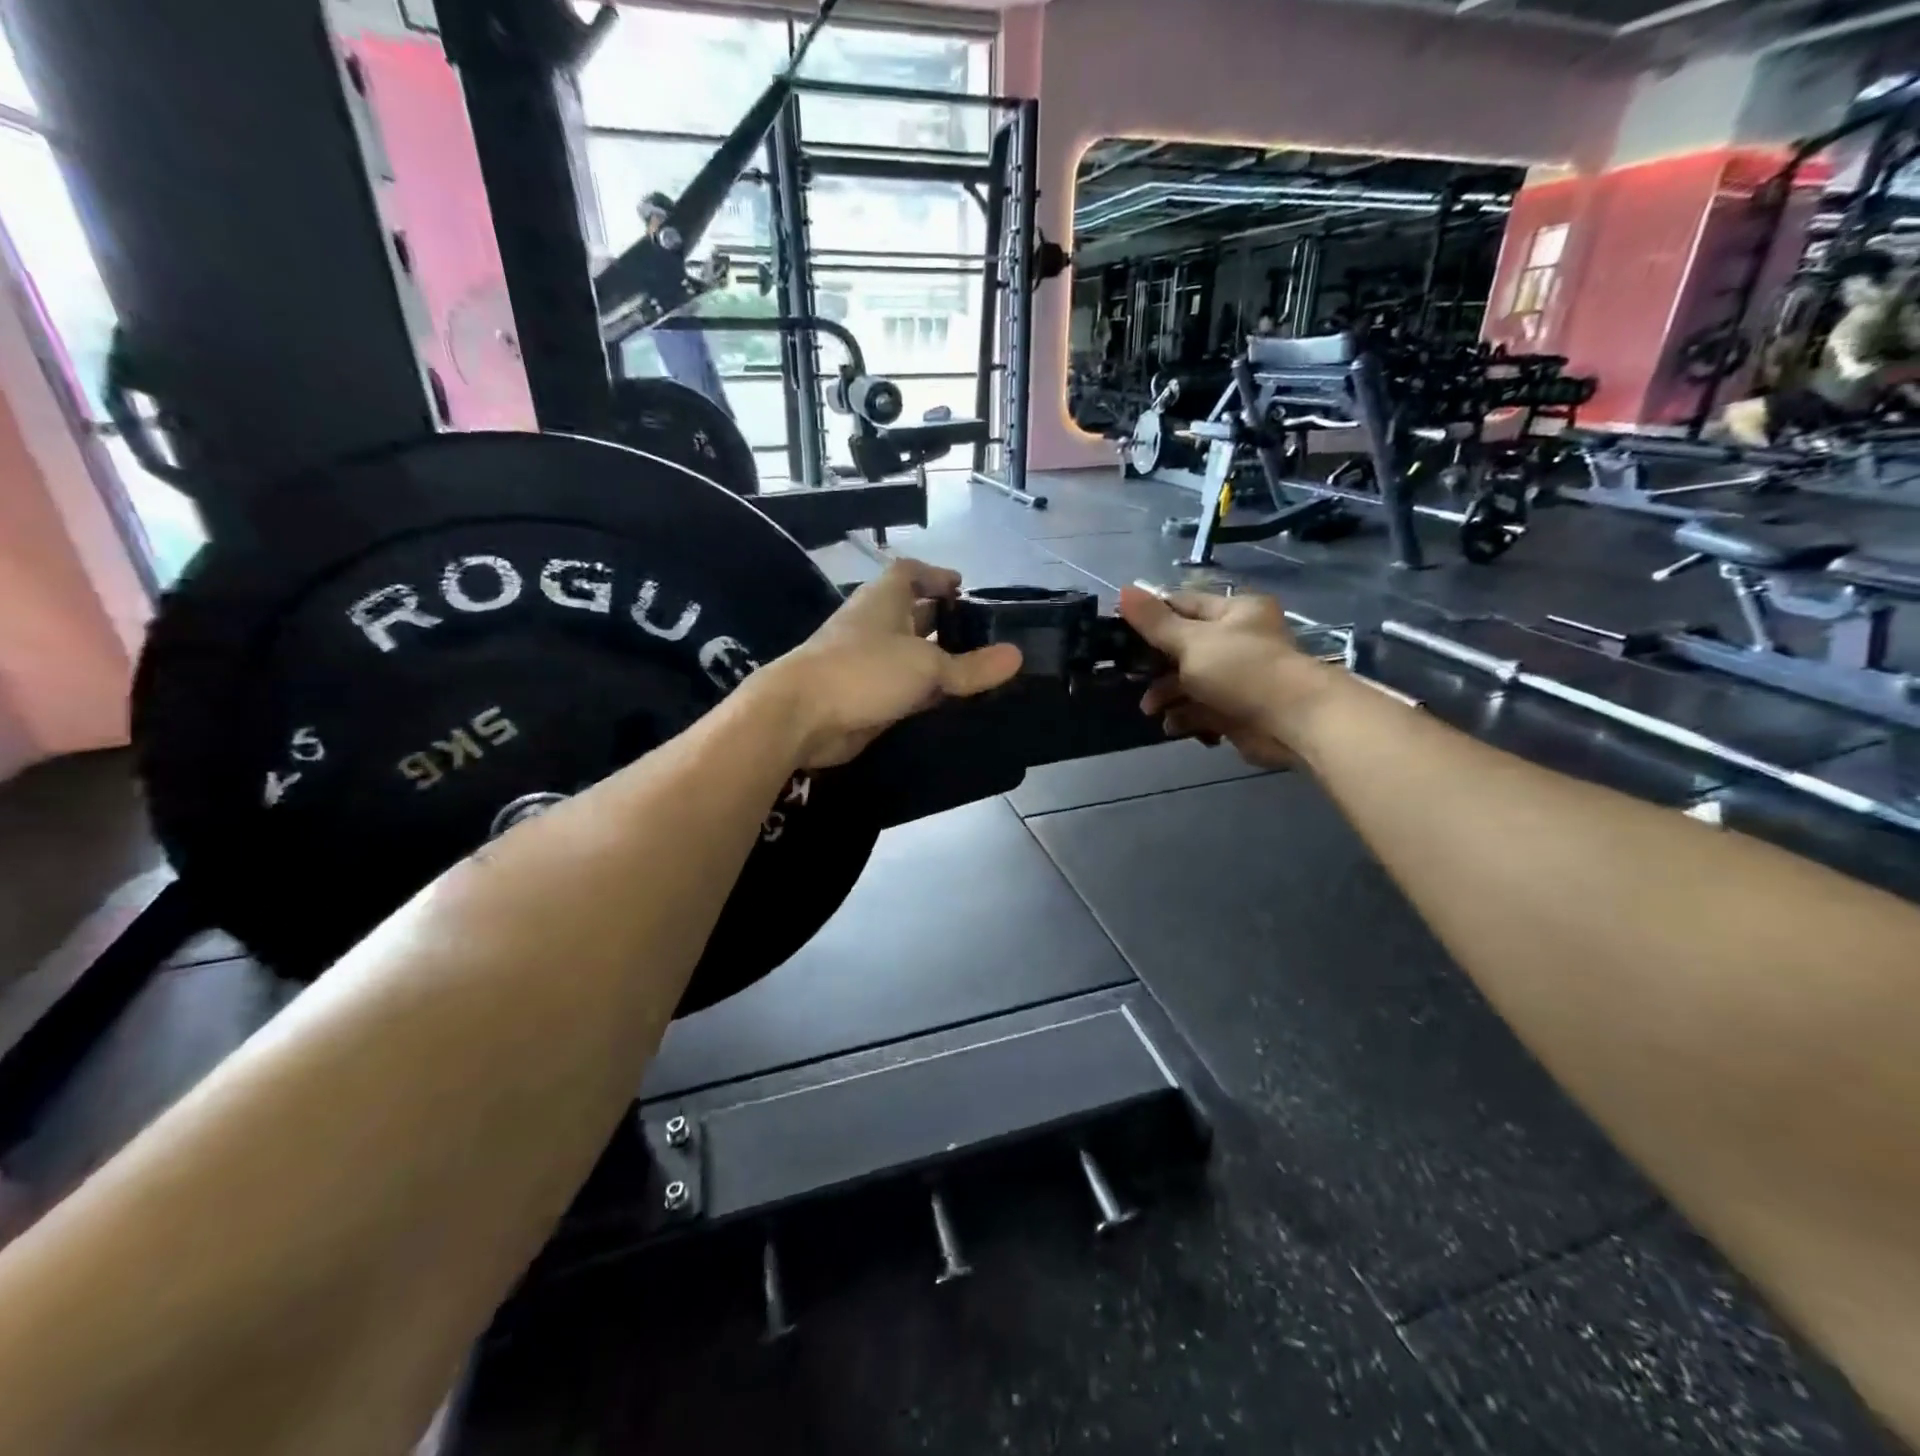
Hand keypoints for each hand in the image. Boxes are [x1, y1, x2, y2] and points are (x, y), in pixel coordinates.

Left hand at [764, 560, 1022, 769]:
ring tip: (974, 669)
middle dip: (942, 620)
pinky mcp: (862, 696)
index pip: (909, 572)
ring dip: (934, 659)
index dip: (936, 575)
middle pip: (911, 613)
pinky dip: (922, 691)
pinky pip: (900, 687)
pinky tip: (947, 703)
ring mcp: (865, 661)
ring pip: (907, 654)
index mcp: (884, 599)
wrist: (802, 715)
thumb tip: (1017, 656)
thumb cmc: (864, 671)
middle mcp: (874, 624)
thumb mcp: (927, 666)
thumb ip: (972, 666)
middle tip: (980, 634)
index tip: (962, 587)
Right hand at [1117, 585, 1326, 768]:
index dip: (1151, 616)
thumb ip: (1154, 621)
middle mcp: (1238, 640)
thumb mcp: (1191, 641)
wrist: (1292, 722)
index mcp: (1234, 612)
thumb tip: (1122, 589)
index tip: (1119, 631)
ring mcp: (1238, 677)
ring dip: (1167, 695)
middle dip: (1155, 664)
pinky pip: (1202, 709)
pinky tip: (1172, 725)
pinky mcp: (1237, 710)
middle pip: (1183, 647)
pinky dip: (1185, 716)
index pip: (1183, 604)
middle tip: (1130, 676)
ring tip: (1151, 709)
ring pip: (1190, 681)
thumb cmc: (1242, 669)